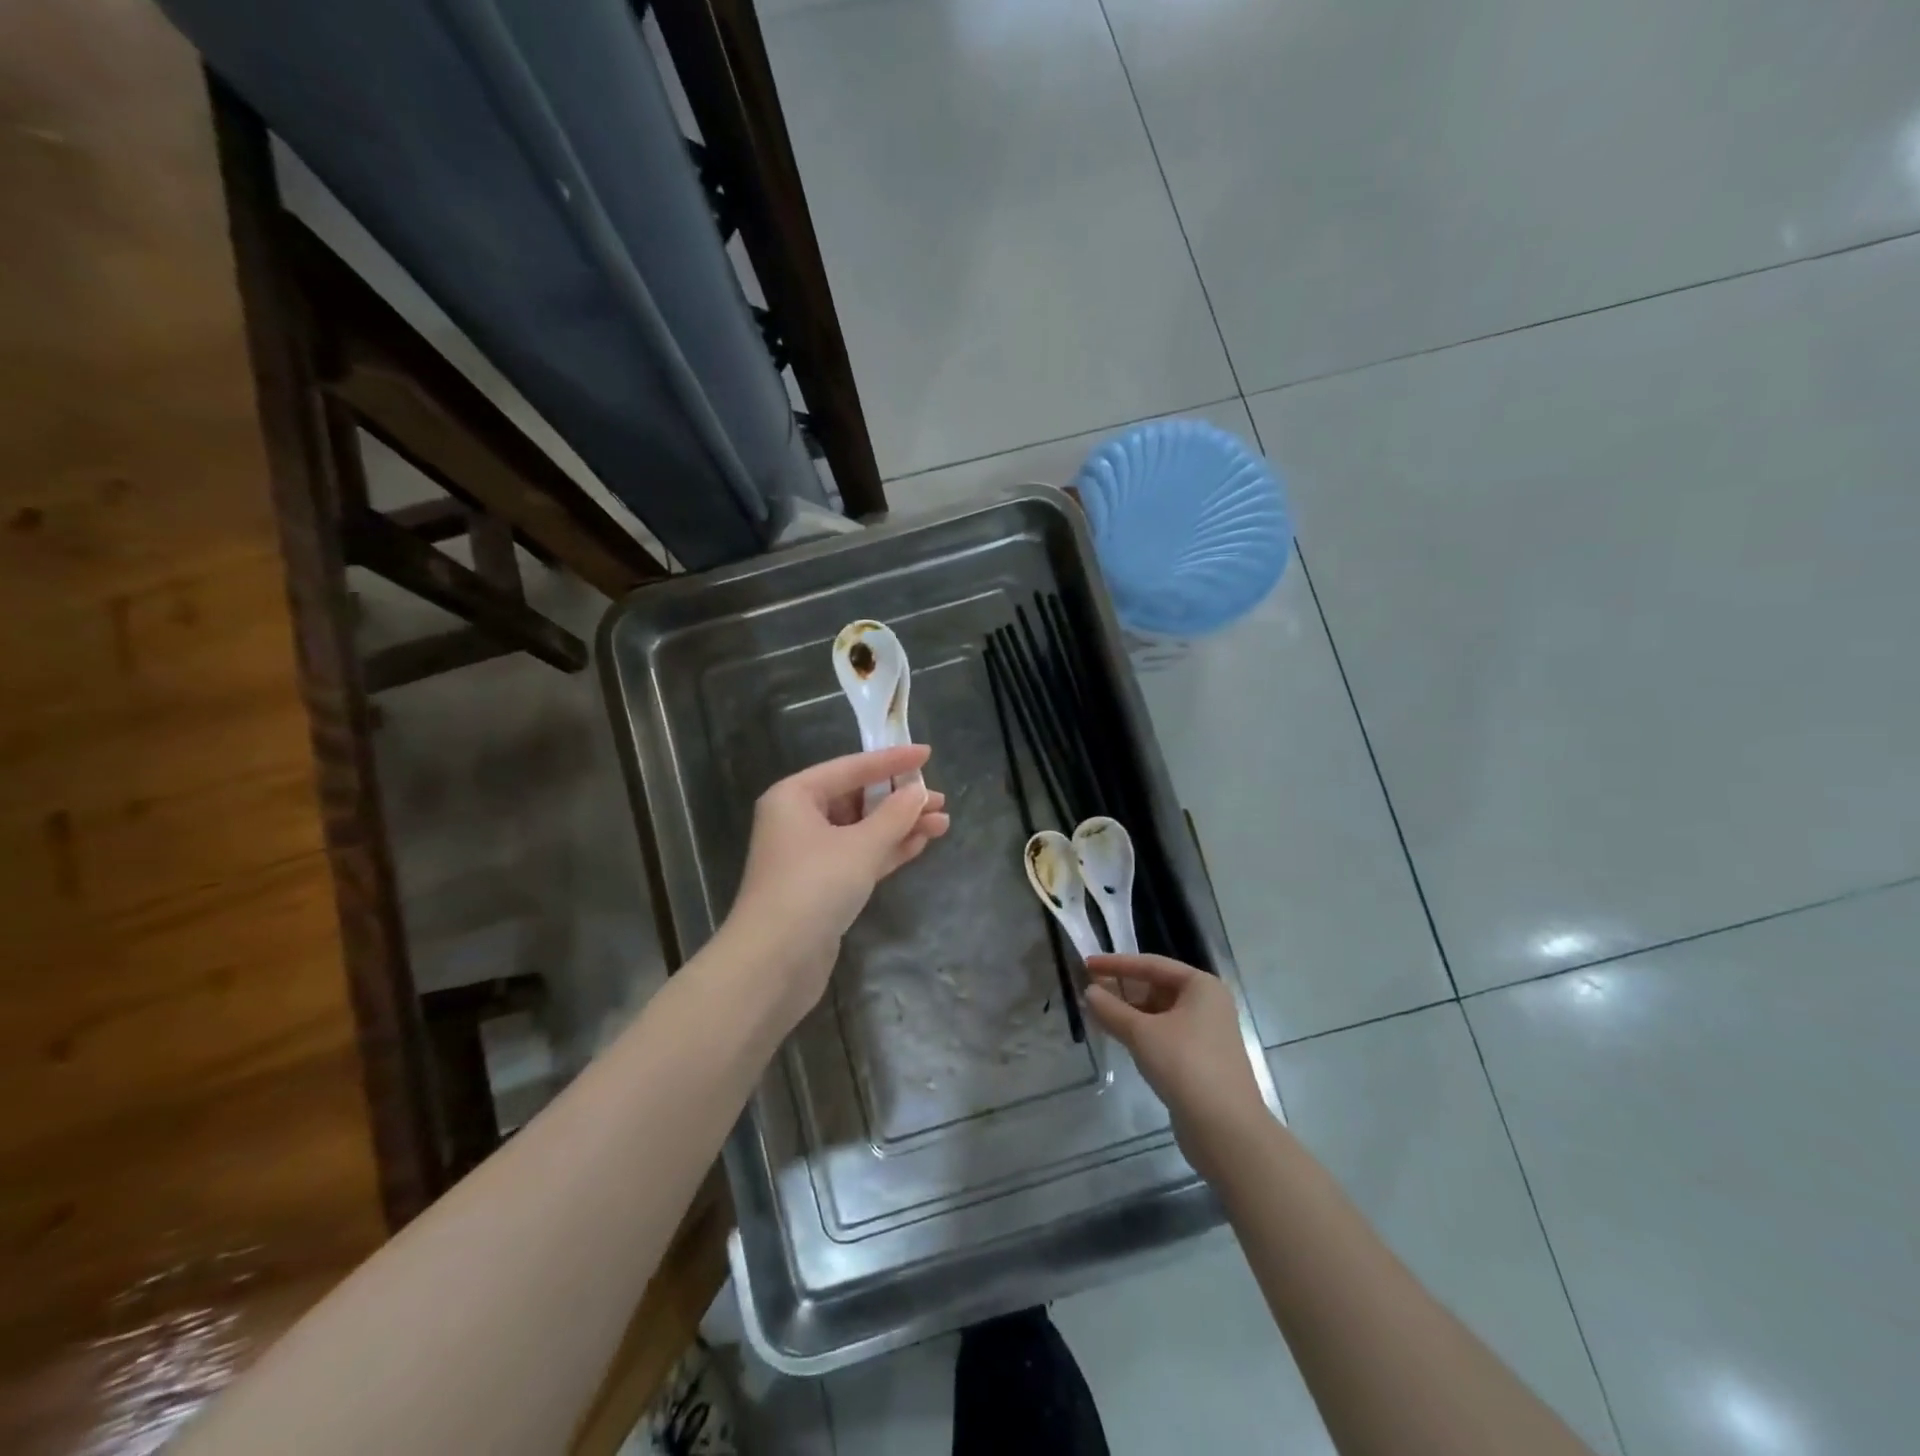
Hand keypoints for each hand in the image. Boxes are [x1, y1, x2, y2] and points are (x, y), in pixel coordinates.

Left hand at [722, 744, 948, 1030]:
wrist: (774, 962)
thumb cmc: (814, 887)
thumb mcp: (861, 846)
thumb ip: (895, 815)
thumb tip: (919, 792)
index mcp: (795, 796)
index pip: (851, 767)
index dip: (891, 760)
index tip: (927, 752)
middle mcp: (798, 819)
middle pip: (856, 798)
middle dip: (899, 800)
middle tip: (939, 800)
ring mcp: (809, 855)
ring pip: (862, 830)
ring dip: (900, 826)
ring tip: (942, 823)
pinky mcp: (821, 886)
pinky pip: (859, 856)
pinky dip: (887, 849)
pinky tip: (920, 843)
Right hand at [1085, 954, 1268, 1179]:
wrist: (1227, 1130)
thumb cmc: (1185, 1065)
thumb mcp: (1142, 1033)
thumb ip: (1112, 1010)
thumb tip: (1089, 992)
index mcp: (1201, 986)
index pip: (1151, 964)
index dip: (1116, 963)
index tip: (1086, 964)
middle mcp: (1207, 1004)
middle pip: (1156, 987)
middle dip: (1122, 989)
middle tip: (1088, 990)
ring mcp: (1205, 1033)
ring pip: (1158, 1013)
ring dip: (1128, 1012)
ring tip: (1096, 1013)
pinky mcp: (1199, 1059)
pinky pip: (1163, 1034)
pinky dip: (1140, 1032)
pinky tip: (1118, 1036)